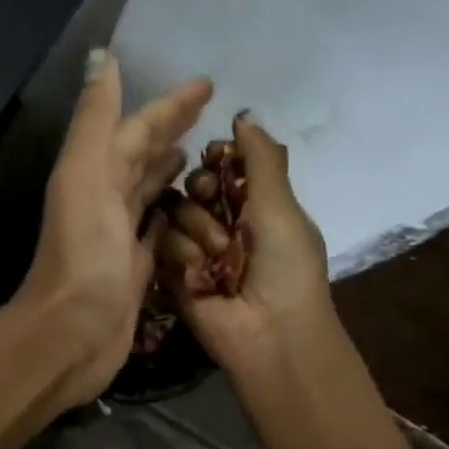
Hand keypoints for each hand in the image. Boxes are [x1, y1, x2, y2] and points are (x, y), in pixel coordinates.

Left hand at [16, 49, 212, 409]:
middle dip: (171, 131)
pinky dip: (170, 214)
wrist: (73, 332)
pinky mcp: (136, 268)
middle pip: (142, 155)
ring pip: (148, 190)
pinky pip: (157, 230)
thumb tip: (104, 56)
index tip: (207, 85)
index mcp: (94, 172)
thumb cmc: (84, 253)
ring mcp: (119, 236)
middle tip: (211, 115)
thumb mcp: (85, 175)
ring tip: (200, 156)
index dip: (169, 104)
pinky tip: (187, 208)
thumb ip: (96, 119)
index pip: (136, 127)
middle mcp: (104, 198)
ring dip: (169, 170)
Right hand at [158, 113, 334, 376]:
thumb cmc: (285, 266)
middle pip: (192, 185)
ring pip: (175, 212)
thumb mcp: (281, 205)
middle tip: (215, 206)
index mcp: (255, 204)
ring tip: (218, 258)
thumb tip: (244, 116)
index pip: (222, 165)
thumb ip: (261, 158)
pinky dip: (183, 256)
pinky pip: (163, 244)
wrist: (269, 333)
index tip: (217, 161)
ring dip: (198, 231)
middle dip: (202, 192)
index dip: (216, 159)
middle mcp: (224, 223)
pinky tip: (201, 275)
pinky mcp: (174, 273)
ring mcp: (197, 249)